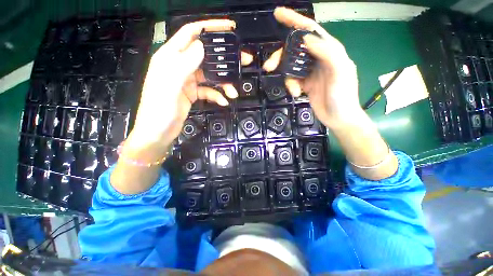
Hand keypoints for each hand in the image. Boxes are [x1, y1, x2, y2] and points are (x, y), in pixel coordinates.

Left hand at [129, 19, 252, 148]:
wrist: (158, 133)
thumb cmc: (159, 109)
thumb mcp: (170, 85)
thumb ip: (184, 63)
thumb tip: (202, 46)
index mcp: (170, 57)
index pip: (191, 33)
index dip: (209, 27)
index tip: (230, 28)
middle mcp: (180, 65)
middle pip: (206, 55)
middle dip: (225, 58)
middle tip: (243, 61)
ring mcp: (187, 80)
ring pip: (210, 75)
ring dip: (223, 83)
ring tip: (234, 92)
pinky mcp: (193, 93)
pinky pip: (208, 90)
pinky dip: (217, 95)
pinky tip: (223, 101)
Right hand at [263, 7, 361, 128]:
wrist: (338, 117)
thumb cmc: (343, 96)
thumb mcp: (340, 72)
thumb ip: (327, 52)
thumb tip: (306, 38)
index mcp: (329, 50)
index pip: (310, 30)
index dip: (294, 20)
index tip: (278, 14)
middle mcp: (318, 57)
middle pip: (294, 49)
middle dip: (281, 56)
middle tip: (269, 67)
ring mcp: (310, 70)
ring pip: (290, 66)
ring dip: (287, 77)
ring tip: (292, 90)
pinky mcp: (305, 82)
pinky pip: (292, 79)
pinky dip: (291, 86)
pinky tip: (296, 93)